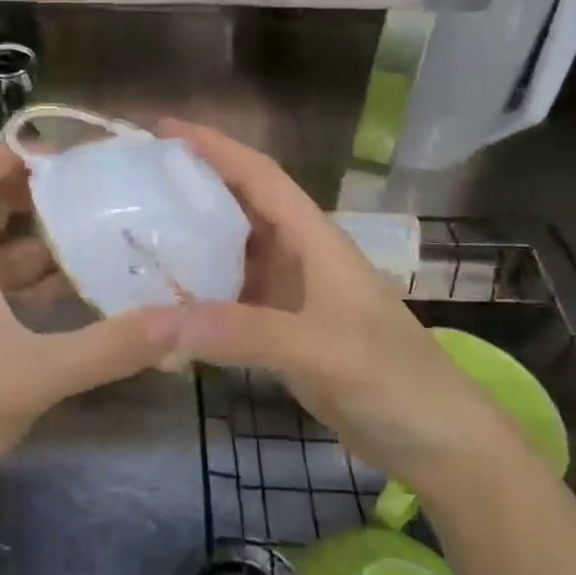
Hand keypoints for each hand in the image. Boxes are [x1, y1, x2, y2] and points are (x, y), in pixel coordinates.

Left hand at [0, 144, 183, 509]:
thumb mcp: (37, 375)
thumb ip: (108, 348)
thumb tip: (176, 322)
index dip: (14, 154)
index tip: (68, 165)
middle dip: (41, 197)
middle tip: (97, 199)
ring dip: (44, 245)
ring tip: (101, 244)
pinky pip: (0, 288)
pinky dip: (34, 285)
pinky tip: (75, 301)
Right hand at [159, 120, 528, 503]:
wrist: (441, 445)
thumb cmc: (393, 379)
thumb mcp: (319, 348)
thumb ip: (239, 332)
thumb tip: (151, 322)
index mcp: (314, 237)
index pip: (259, 175)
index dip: (214, 146)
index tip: (163, 130)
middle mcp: (299, 255)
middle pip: (239, 206)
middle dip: (193, 187)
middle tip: (134, 183)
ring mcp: (292, 295)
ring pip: (232, 253)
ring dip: (192, 241)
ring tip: (137, 234)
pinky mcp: (285, 332)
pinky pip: (231, 299)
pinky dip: (199, 295)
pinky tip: (165, 302)